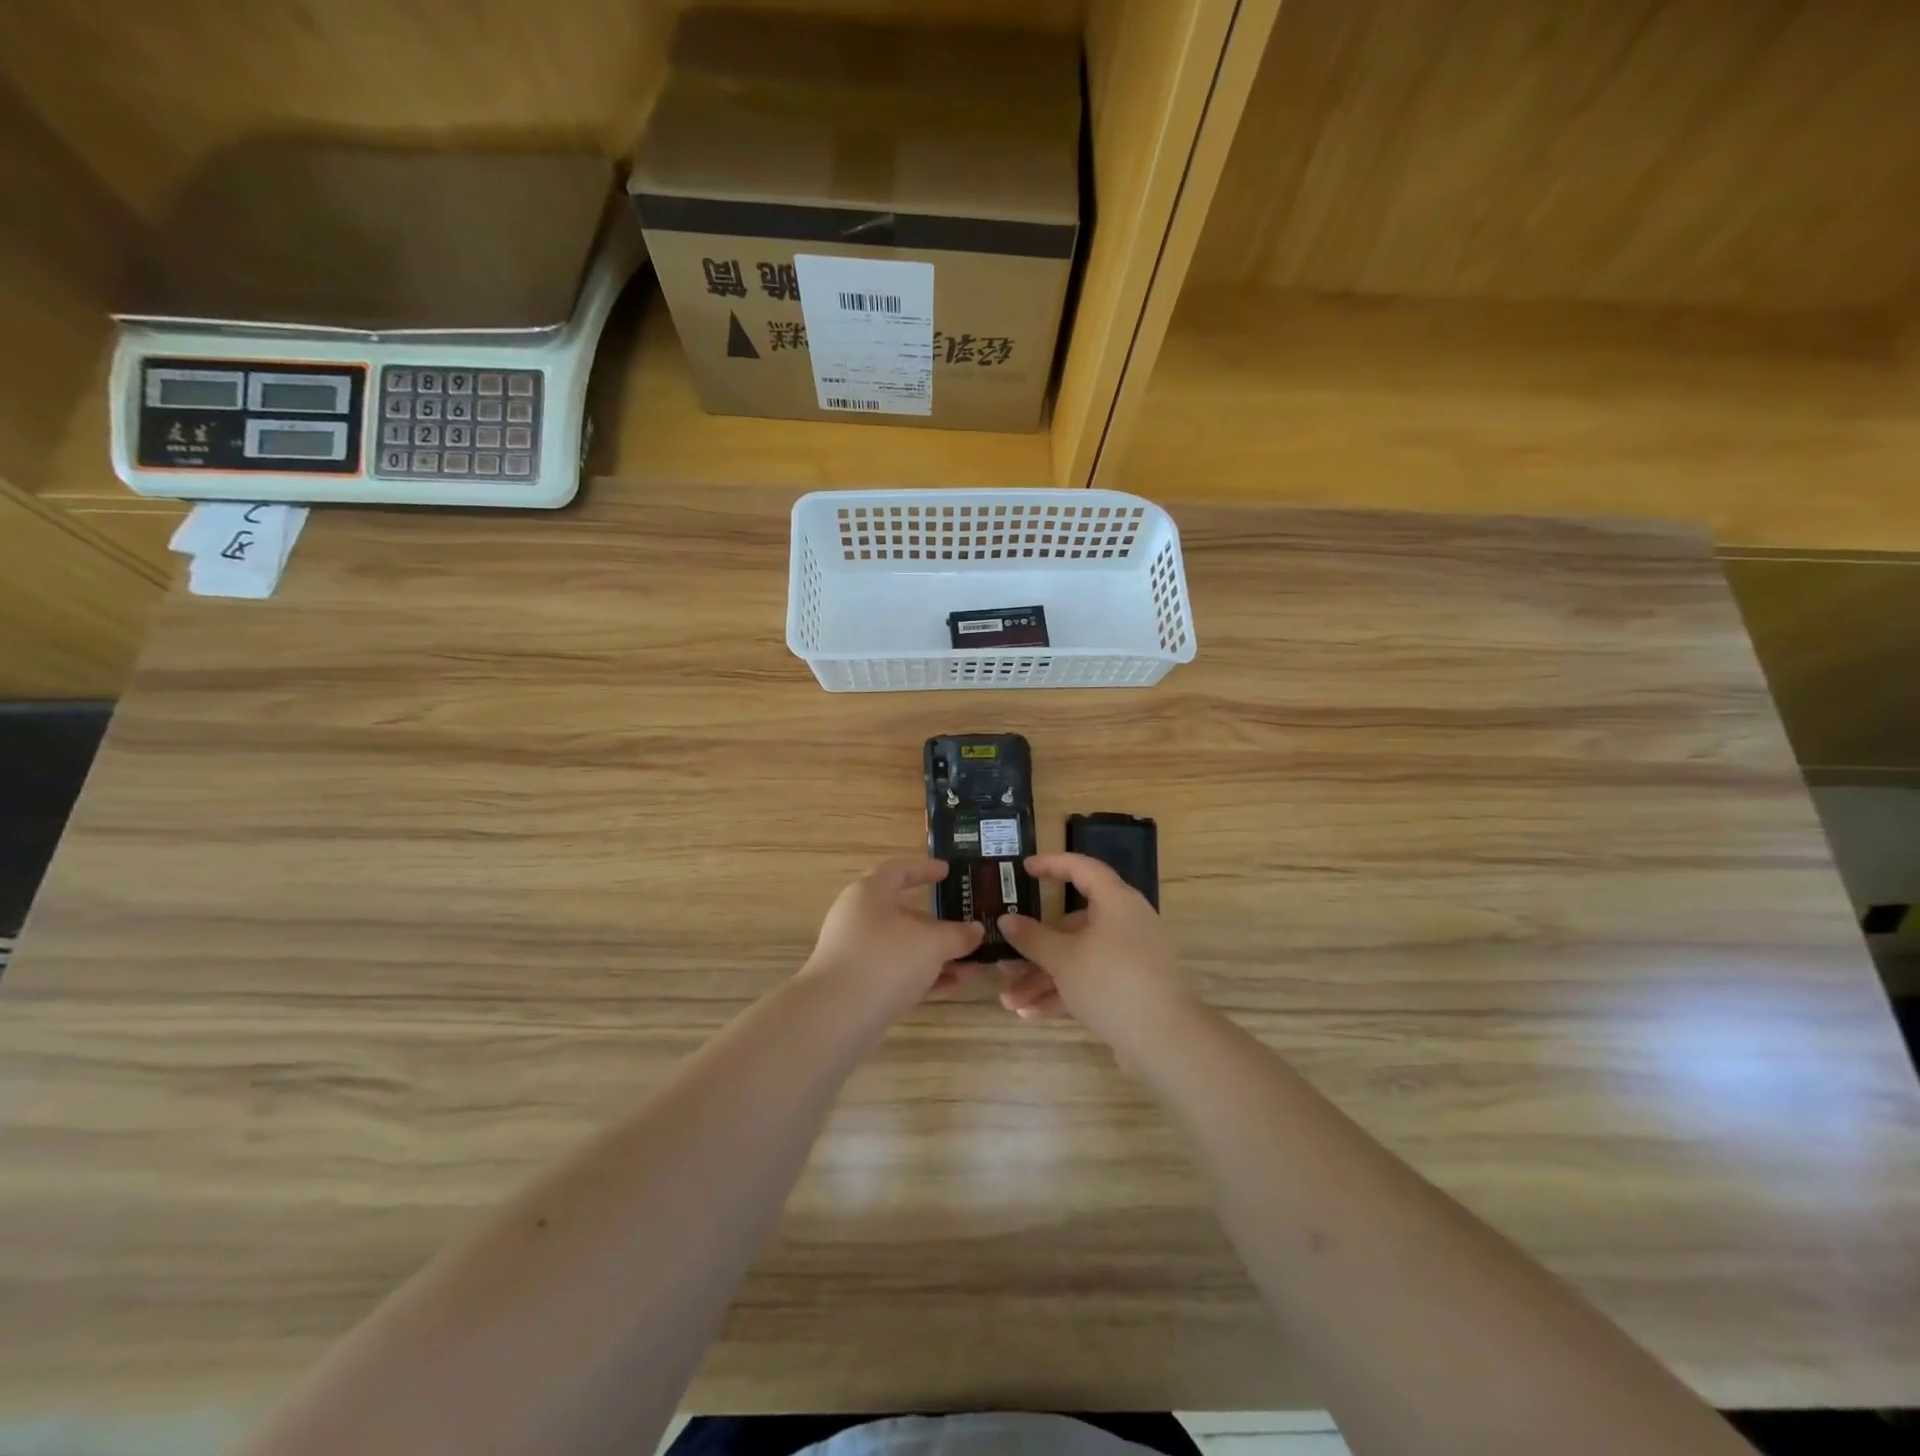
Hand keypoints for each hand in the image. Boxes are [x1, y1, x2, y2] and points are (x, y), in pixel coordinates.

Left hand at [803, 859, 984, 1016]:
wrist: (836, 1018)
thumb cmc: (885, 960)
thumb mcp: (931, 943)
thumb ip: (957, 935)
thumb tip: (976, 930)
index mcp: (870, 894)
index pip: (898, 870)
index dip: (924, 869)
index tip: (948, 872)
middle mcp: (860, 919)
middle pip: (904, 914)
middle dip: (940, 926)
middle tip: (969, 929)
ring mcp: (857, 955)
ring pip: (904, 949)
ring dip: (938, 957)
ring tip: (972, 969)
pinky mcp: (859, 987)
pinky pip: (898, 975)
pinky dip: (924, 979)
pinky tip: (953, 988)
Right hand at [997, 853, 1196, 1060]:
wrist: (1166, 1041)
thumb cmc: (1111, 982)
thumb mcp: (1063, 959)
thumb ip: (1032, 938)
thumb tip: (1007, 920)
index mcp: (1116, 901)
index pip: (1082, 869)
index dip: (1052, 865)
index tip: (1024, 869)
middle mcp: (1125, 923)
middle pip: (1072, 924)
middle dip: (1035, 946)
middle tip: (1005, 956)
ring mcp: (1129, 957)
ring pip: (1077, 957)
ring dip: (1042, 977)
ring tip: (1009, 1000)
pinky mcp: (1130, 988)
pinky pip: (1089, 980)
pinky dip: (1062, 992)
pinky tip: (1029, 1013)